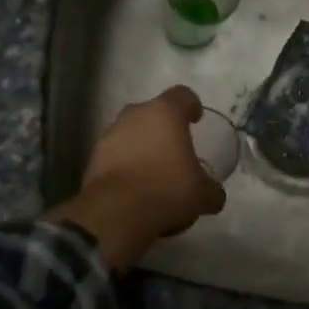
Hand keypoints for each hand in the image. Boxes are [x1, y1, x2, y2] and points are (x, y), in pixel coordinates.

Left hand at [52, 86, 226, 269]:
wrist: (115, 213)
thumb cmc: (166, 190)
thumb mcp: (202, 195)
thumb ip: (211, 190)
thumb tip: (214, 194)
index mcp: (165, 113)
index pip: (182, 95)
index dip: (191, 105)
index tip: (196, 119)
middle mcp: (135, 115)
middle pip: (153, 113)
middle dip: (163, 128)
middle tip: (175, 149)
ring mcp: (111, 133)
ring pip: (131, 132)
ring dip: (142, 145)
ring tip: (153, 170)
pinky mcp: (94, 156)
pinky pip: (116, 153)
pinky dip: (125, 163)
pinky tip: (134, 185)